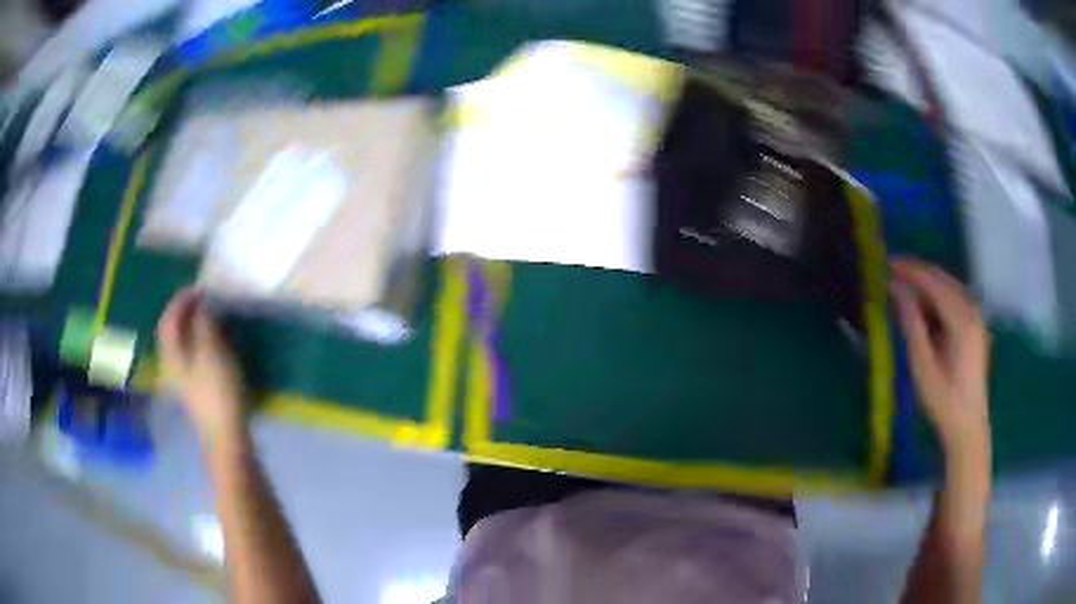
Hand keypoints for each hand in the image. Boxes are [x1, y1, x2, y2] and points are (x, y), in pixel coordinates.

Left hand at [157, 288, 245, 443]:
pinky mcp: (194, 390)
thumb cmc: (217, 391)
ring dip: (191, 327)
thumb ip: (204, 325)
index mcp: (171, 353)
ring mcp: (182, 380)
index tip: (197, 286)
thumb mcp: (212, 352)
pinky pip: (191, 356)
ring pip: (181, 344)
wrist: (226, 436)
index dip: (181, 300)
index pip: (169, 319)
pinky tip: (211, 342)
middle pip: (171, 332)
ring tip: (207, 316)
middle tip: (201, 299)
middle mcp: (171, 364)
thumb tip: (201, 306)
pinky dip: (198, 341)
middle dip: (183, 312)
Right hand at [890, 259, 991, 468]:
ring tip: (902, 291)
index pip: (932, 281)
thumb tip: (896, 289)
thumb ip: (911, 323)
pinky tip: (923, 308)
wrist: (968, 426)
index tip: (885, 264)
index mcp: (961, 319)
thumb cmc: (943, 401)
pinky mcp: (976, 325)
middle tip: (890, 272)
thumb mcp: (922, 366)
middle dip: (916, 271)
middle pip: (941, 277)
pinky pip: (954, 298)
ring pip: (948, 286)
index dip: (908, 269)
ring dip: (925, 284)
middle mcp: (972, 309)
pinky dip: (936, 297)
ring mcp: (976, 316)